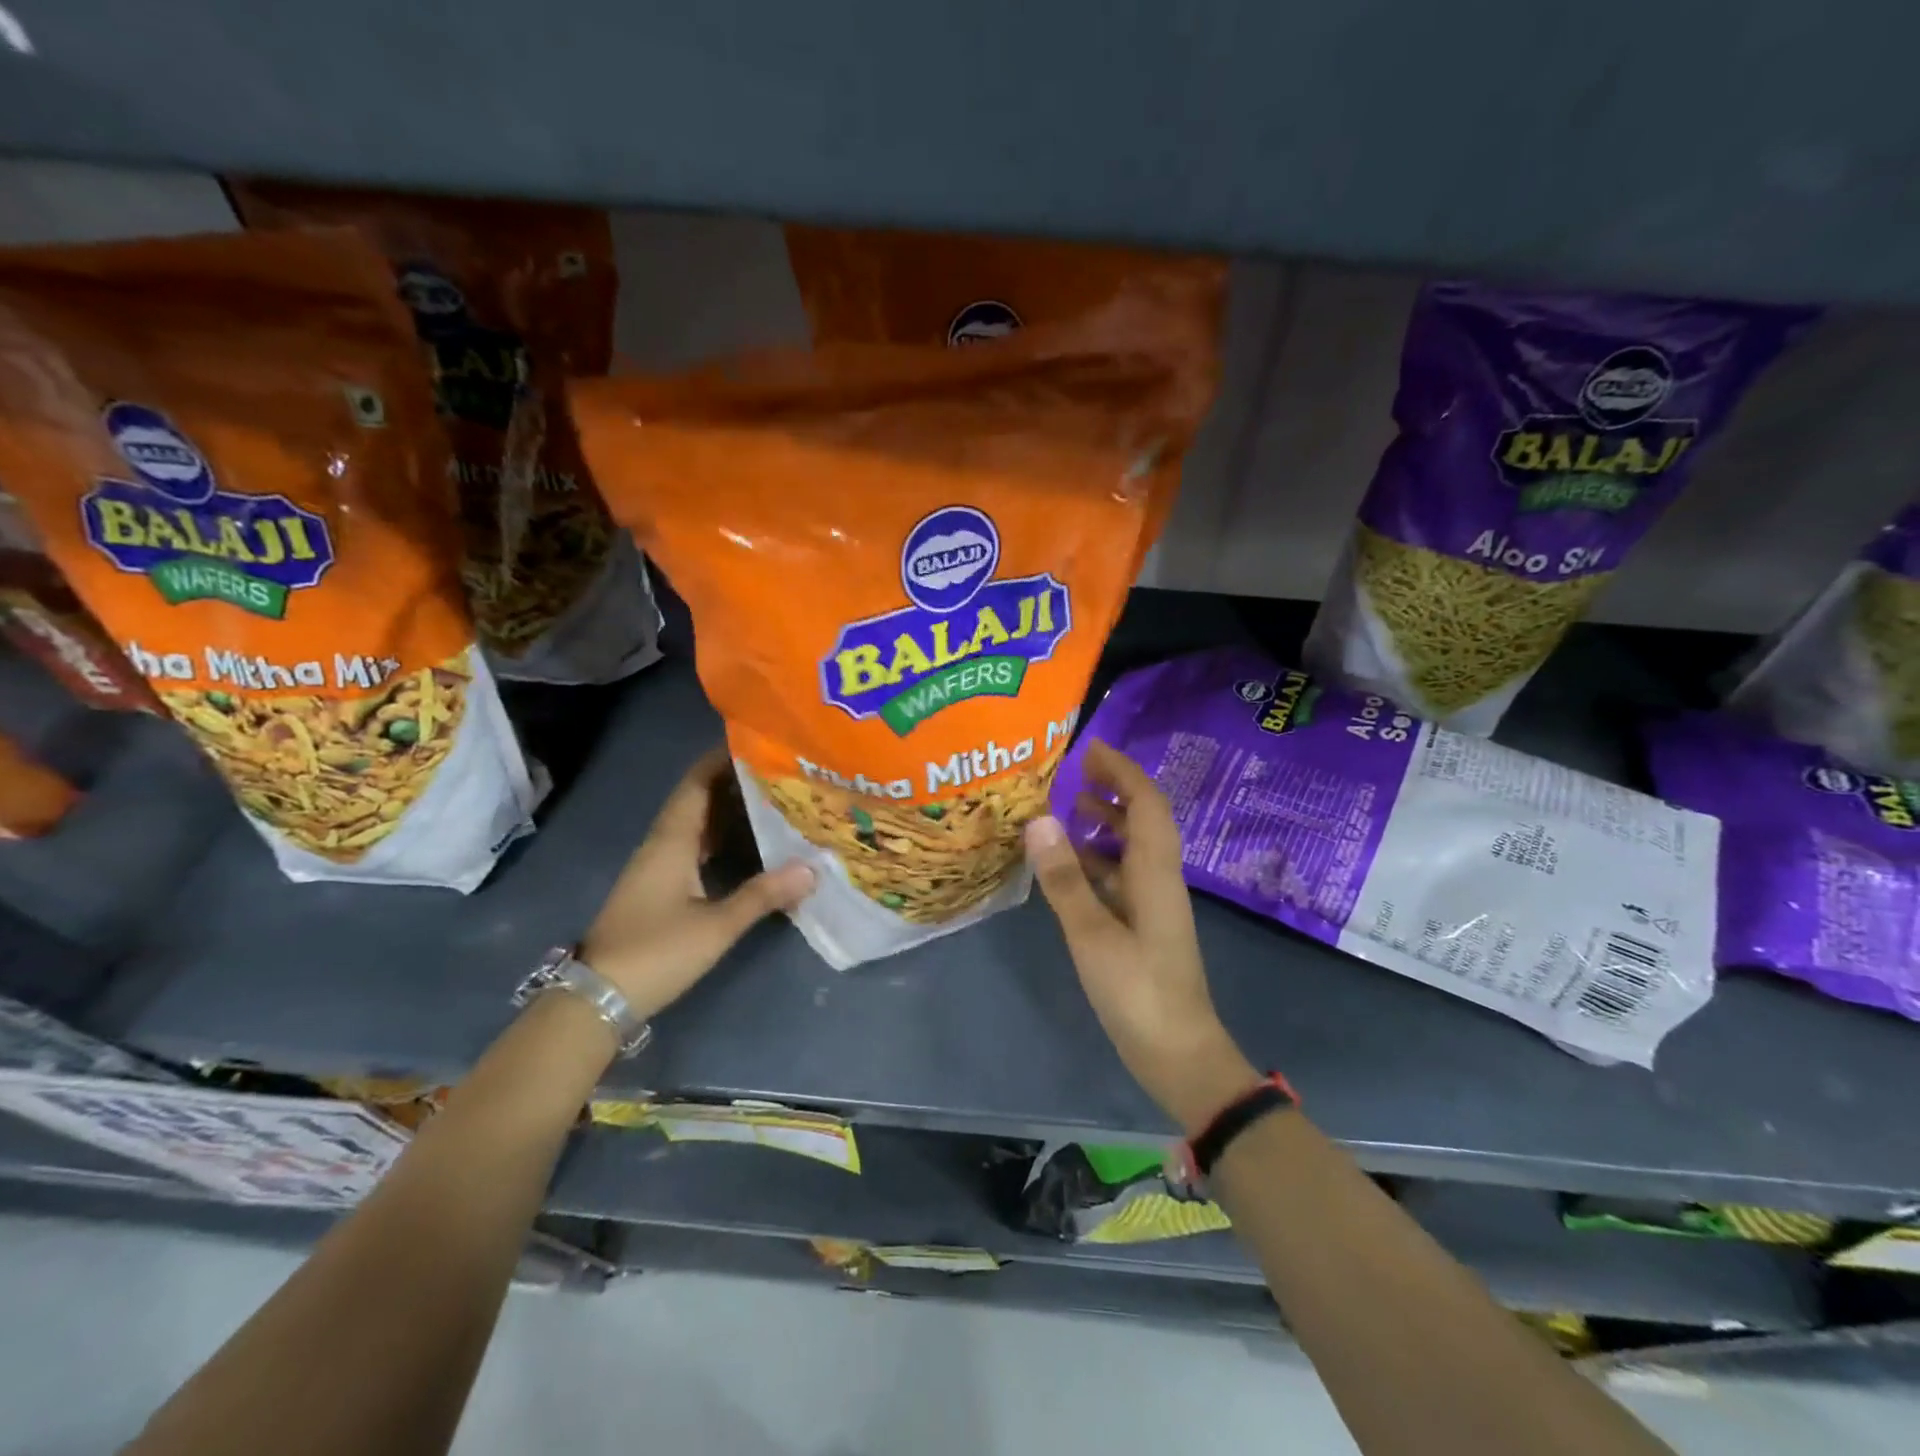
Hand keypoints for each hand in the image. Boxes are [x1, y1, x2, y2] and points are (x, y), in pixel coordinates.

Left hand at [582, 747, 814, 1018]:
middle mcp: (659, 845)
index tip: (752, 741)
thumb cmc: (656, 952)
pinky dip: (713, 835)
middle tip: (772, 770)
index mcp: (671, 842)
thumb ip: (762, 895)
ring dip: (721, 808)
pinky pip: (687, 845)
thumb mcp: (716, 926)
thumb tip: (811, 869)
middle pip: (693, 800)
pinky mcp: (654, 888)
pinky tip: (738, 842)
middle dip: (728, 780)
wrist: (596, 998)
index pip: (695, 785)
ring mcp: (653, 867)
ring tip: (763, 797)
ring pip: (690, 824)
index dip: (719, 760)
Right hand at [1024, 739, 1256, 1133]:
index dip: (1123, 771)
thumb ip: (1064, 878)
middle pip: (1145, 819)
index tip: (1091, 748)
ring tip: (1068, 810)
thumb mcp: (1092, 934)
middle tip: (1075, 772)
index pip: (1147, 803)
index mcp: (1155, 872)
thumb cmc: (1138, 992)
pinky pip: (1124, 875)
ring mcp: (1155, 904)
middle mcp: (1161, 879)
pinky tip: (1071, 866)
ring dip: (1108, 821)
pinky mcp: (1146, 926)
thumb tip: (1040, 819)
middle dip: (1115, 788)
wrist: (1180, 1055)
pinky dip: (1100, 859)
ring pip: (1134, 847)